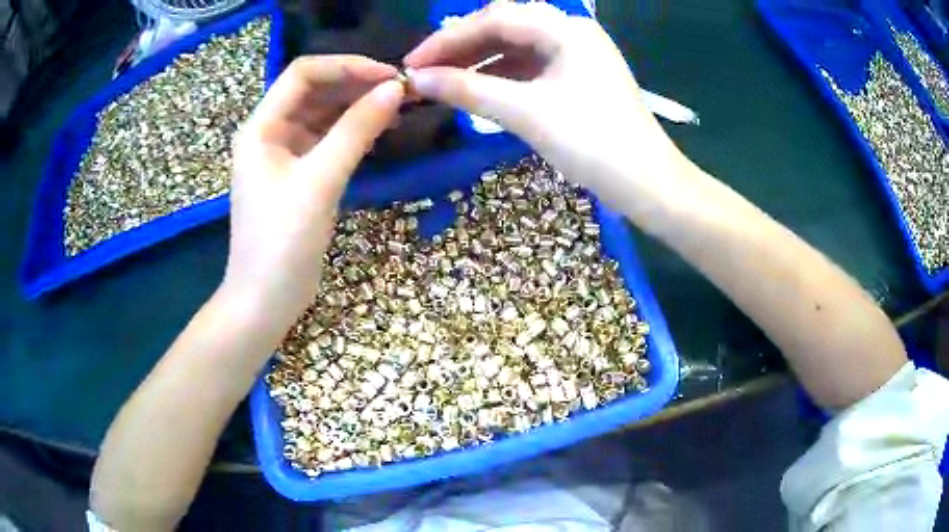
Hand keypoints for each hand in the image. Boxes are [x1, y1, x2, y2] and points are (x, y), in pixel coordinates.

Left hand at [224, 56, 403, 322]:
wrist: (266, 300)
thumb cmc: (283, 243)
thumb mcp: (319, 182)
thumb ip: (356, 131)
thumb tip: (394, 90)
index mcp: (261, 127)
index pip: (304, 74)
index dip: (347, 66)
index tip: (391, 76)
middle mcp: (269, 132)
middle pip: (315, 91)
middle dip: (356, 85)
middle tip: (402, 92)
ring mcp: (283, 154)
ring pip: (323, 114)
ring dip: (357, 107)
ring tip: (398, 109)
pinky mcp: (298, 174)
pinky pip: (327, 139)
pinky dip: (352, 132)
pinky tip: (380, 132)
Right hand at [404, 2, 684, 203]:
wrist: (648, 185)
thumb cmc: (593, 143)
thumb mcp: (527, 112)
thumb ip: (469, 90)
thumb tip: (418, 79)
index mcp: (565, 30)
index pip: (494, 18)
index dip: (448, 39)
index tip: (413, 64)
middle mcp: (571, 33)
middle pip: (505, 29)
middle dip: (462, 48)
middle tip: (425, 73)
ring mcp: (577, 57)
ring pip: (516, 49)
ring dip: (479, 63)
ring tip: (443, 83)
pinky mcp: (578, 79)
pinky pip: (531, 69)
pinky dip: (501, 78)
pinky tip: (478, 90)